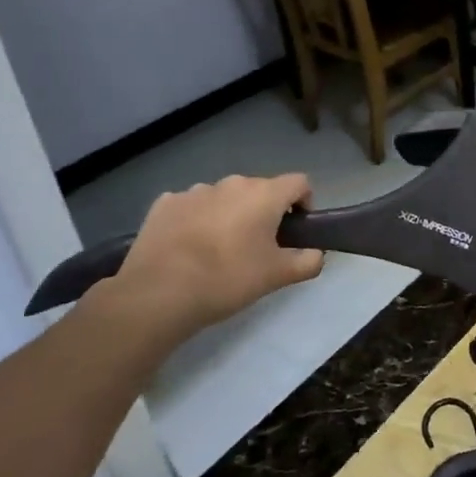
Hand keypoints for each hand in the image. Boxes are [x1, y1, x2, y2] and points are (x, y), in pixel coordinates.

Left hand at [99, 173, 324, 344]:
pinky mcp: (165, 204)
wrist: (159, 293)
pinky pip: (192, 206)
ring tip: (219, 250)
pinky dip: (197, 220)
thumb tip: (316, 253)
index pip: (299, 183)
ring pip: (225, 198)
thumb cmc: (228, 279)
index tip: (295, 230)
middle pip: (260, 190)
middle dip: (264, 212)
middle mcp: (232, 183)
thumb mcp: (279, 276)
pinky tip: (189, 247)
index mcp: (264, 194)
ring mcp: (195, 191)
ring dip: (230, 214)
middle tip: (258, 246)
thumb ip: (308, 261)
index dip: (304, 203)